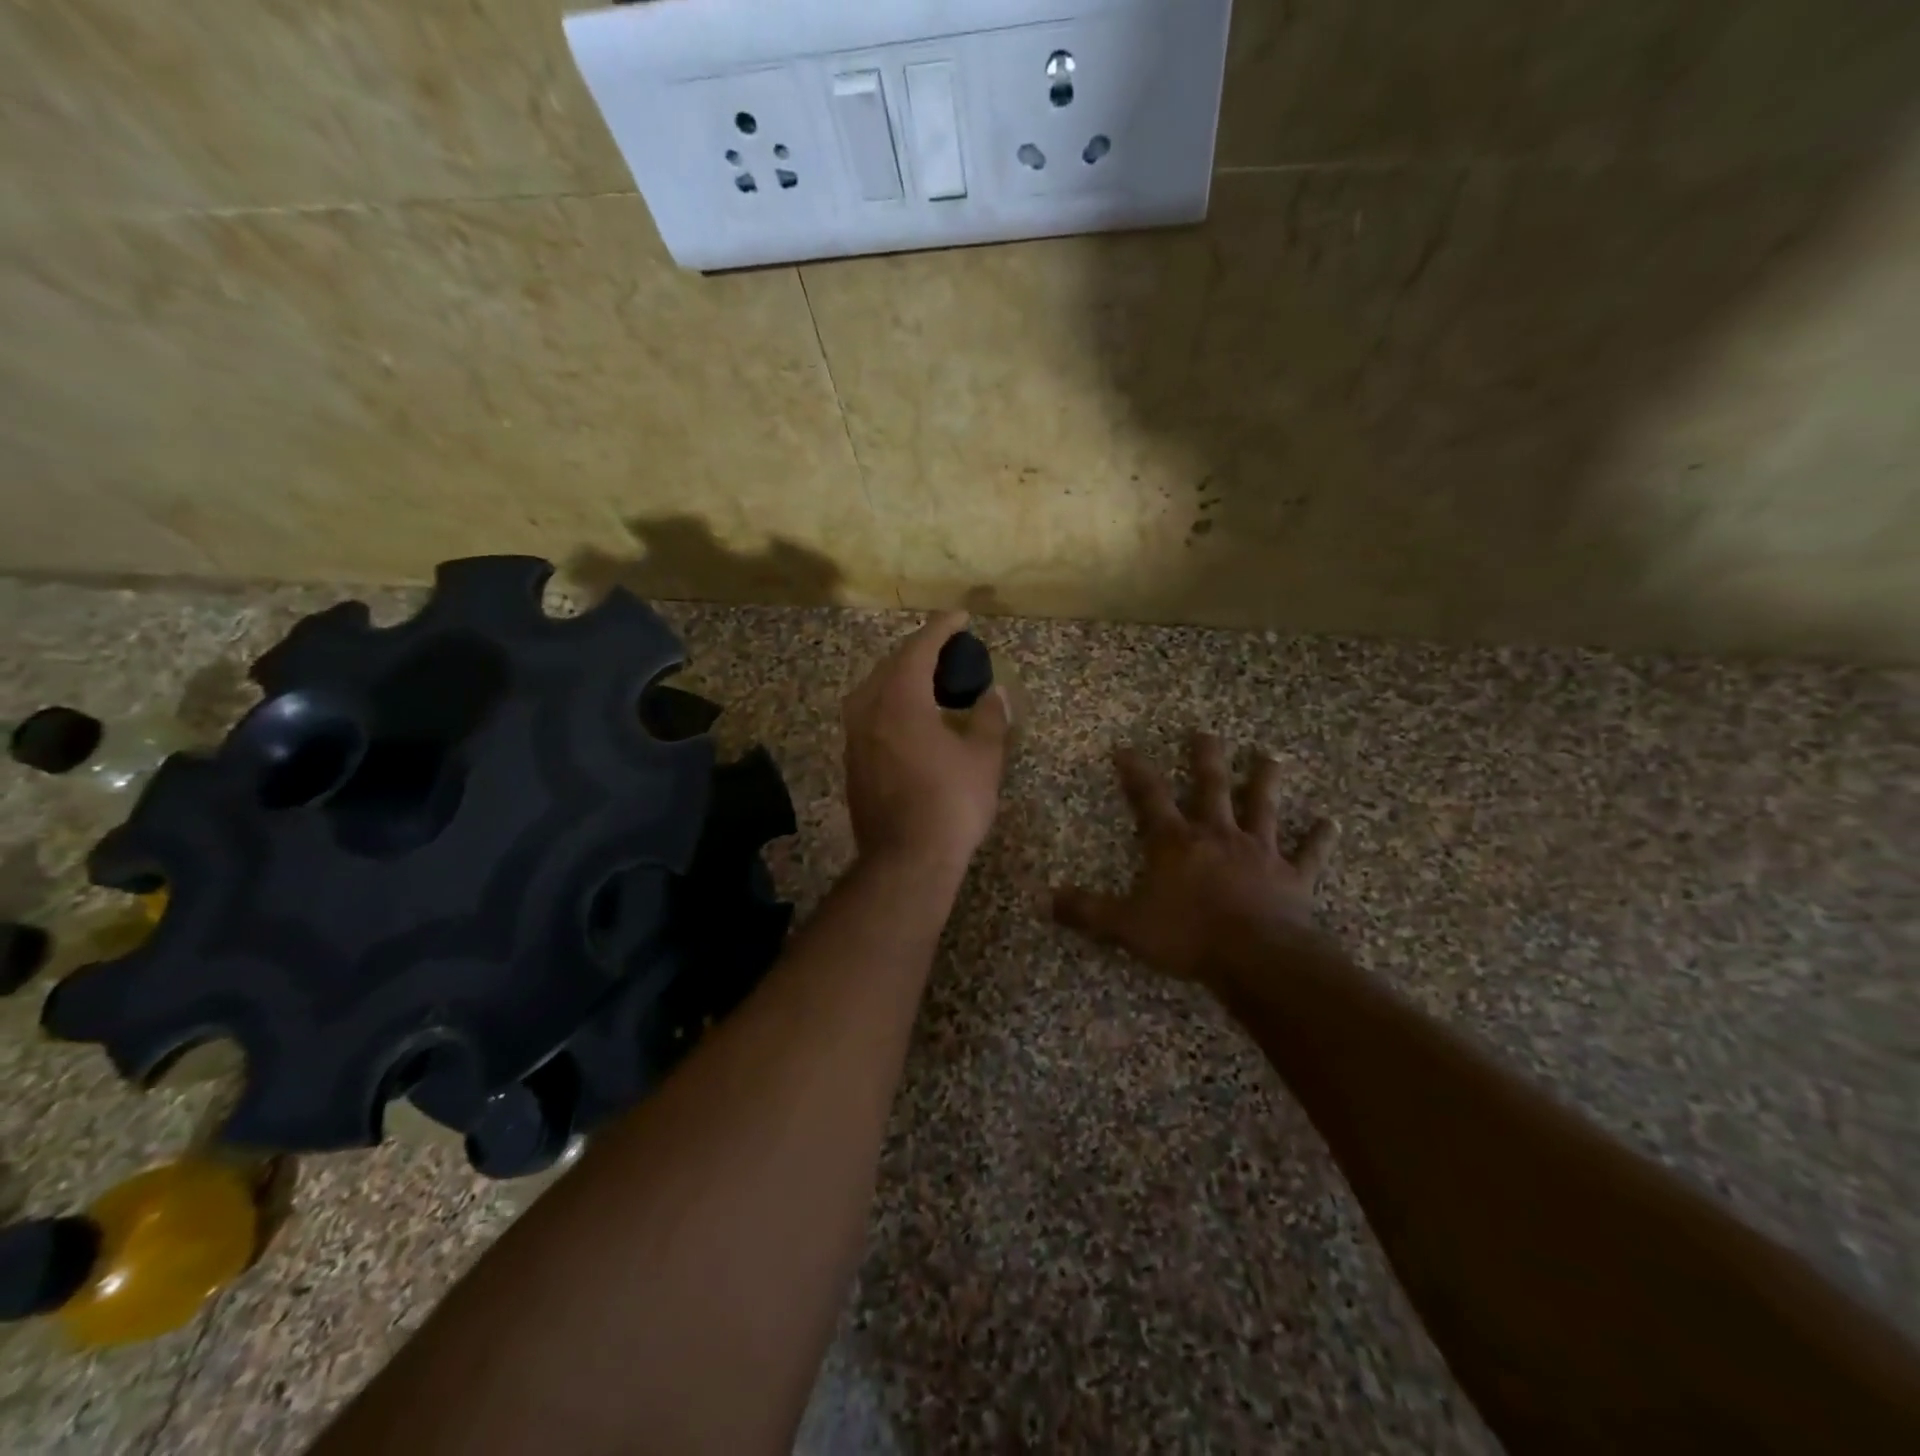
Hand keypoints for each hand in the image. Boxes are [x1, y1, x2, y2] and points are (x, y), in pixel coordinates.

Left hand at [843, 612, 1011, 873]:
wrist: (906, 860)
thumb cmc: (951, 804)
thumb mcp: (984, 758)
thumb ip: (990, 718)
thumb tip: (995, 694)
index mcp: (900, 698)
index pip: (920, 648)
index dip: (942, 628)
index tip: (961, 617)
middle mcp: (868, 708)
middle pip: (891, 664)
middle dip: (920, 651)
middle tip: (948, 649)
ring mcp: (854, 736)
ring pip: (874, 689)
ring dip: (901, 677)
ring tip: (928, 680)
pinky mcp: (851, 761)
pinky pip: (869, 714)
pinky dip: (890, 703)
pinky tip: (909, 717)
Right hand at [1053, 733, 1335, 986]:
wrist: (1257, 959)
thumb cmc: (1188, 937)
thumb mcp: (1127, 926)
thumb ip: (1088, 911)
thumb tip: (1046, 900)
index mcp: (1176, 844)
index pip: (1149, 798)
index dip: (1135, 772)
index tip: (1125, 748)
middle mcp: (1218, 836)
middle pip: (1211, 787)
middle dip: (1206, 758)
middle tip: (1206, 732)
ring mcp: (1259, 853)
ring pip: (1263, 807)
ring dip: (1266, 781)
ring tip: (1270, 756)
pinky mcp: (1293, 877)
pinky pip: (1309, 854)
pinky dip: (1320, 839)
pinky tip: (1331, 822)